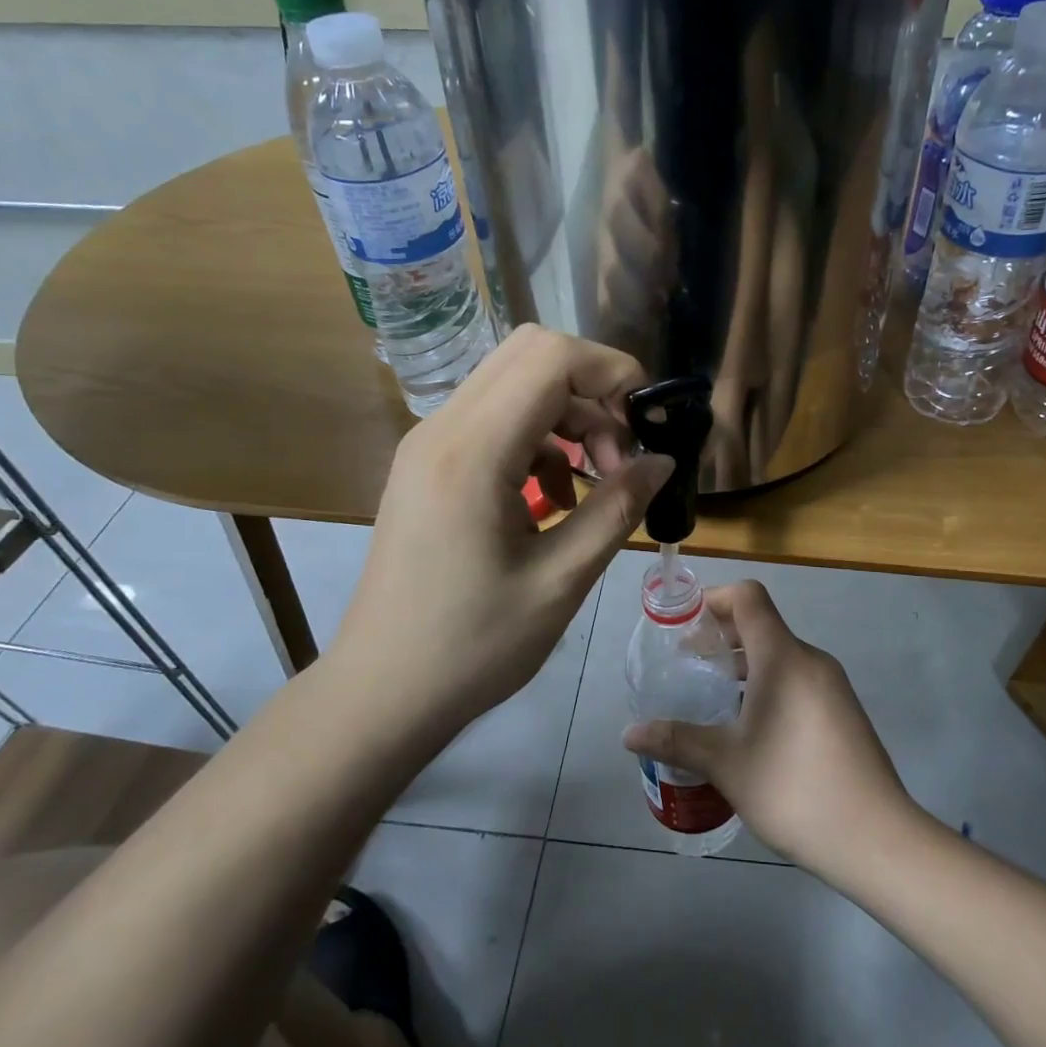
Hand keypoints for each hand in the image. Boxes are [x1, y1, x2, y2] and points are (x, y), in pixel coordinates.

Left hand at [334, 325, 672, 731]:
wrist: (383, 691)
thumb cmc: (474, 646)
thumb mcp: (562, 580)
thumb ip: (618, 508)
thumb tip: (663, 460)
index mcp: (473, 452)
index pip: (552, 358)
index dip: (613, 372)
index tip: (647, 426)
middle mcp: (442, 429)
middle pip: (531, 355)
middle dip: (592, 391)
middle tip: (621, 454)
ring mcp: (427, 445)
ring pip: (513, 385)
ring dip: (568, 418)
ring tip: (595, 484)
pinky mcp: (426, 467)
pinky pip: (493, 422)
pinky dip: (538, 442)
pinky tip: (555, 500)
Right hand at [621, 581, 913, 878]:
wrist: (875, 837)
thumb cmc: (794, 789)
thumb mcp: (727, 764)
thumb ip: (677, 740)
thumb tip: (629, 734)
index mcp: (783, 658)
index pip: (749, 597)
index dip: (713, 599)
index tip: (683, 626)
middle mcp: (811, 660)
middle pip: (762, 624)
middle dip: (721, 635)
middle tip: (687, 663)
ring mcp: (832, 685)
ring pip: (780, 654)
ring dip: (743, 663)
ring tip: (711, 695)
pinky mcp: (842, 711)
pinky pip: (797, 678)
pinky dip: (767, 683)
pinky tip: (748, 725)